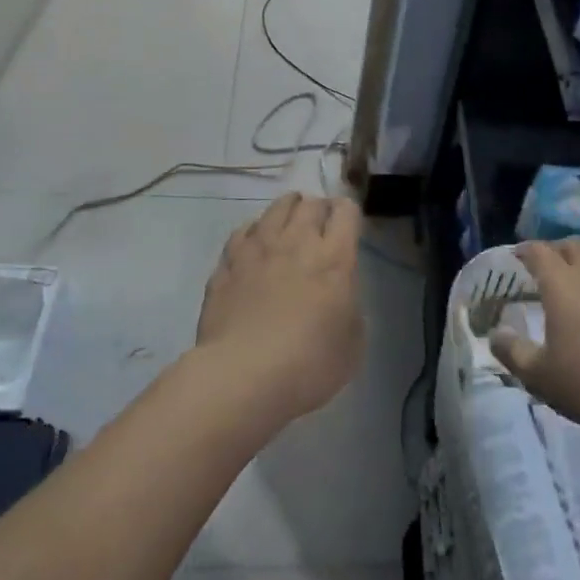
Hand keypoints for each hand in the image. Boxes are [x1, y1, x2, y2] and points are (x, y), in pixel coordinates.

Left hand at [195, 193, 364, 424]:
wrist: (242, 376)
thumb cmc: (308, 365)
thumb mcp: (352, 347)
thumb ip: (351, 312)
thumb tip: (341, 300)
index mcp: (334, 259)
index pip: (346, 211)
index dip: (348, 213)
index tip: (348, 227)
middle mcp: (297, 242)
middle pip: (310, 204)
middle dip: (318, 208)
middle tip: (319, 225)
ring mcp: (258, 249)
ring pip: (275, 209)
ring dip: (287, 210)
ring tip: (289, 222)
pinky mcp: (228, 263)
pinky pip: (243, 232)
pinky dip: (254, 232)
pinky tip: (254, 244)